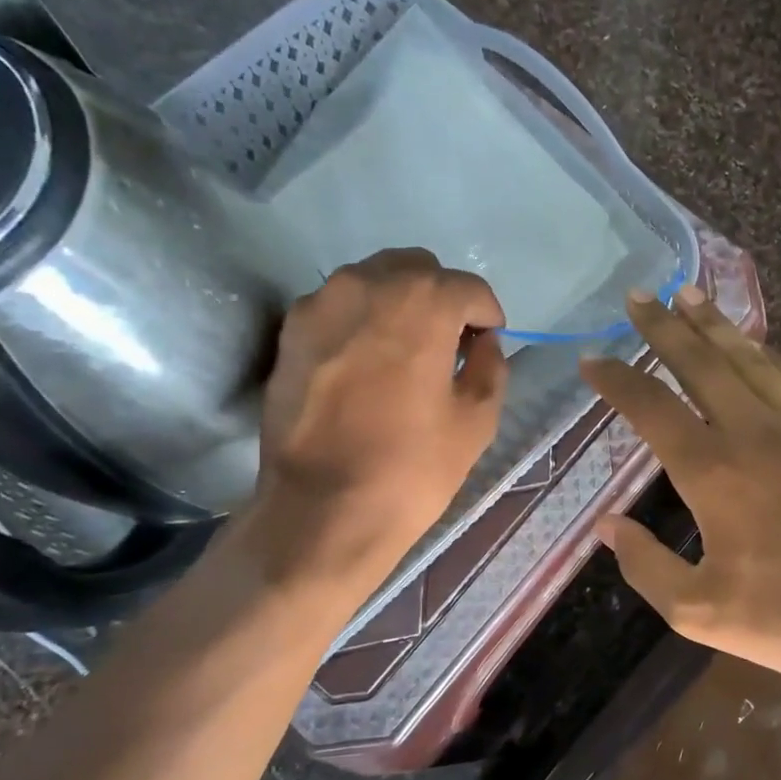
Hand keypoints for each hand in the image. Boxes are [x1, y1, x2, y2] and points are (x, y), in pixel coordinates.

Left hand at [247, 248, 506, 594]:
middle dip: (440, 299)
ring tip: (405, 353)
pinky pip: (338, 307)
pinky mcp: (290, 331)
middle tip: (448, 344)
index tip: (487, 344)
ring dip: (399, 304)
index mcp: (422, 302)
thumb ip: (490, 365)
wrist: (322, 510)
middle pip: (417, 269)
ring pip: (373, 281)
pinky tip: (366, 365)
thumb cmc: (412, 468)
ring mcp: (320, 303)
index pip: (468, 288)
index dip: (486, 316)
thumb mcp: (478, 420)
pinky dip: (361, 321)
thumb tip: (482, 343)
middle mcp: (367, 284)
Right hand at [580, 286, 780, 698]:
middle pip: (701, 363)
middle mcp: (753, 433)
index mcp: (712, 472)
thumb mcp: (695, 609)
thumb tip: (608, 526)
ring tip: (691, 296)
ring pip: (751, 360)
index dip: (617, 380)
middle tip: (641, 295)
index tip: (592, 358)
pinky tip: (756, 346)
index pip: (651, 408)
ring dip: (716, 326)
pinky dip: (769, 356)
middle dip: (665, 326)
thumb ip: (644, 565)